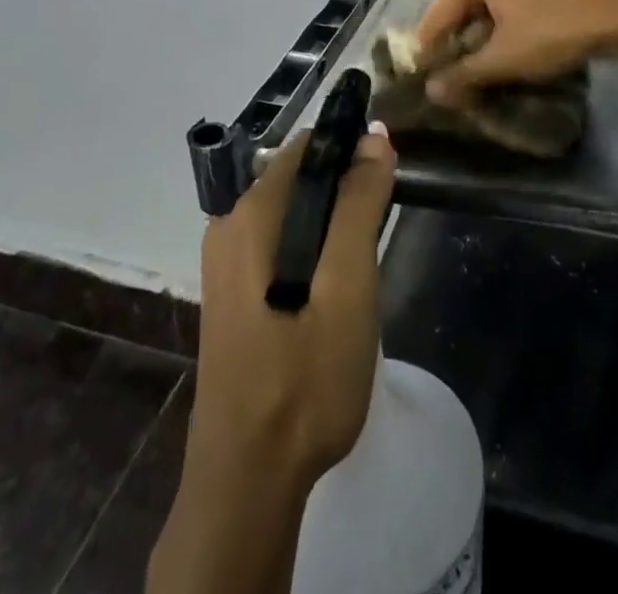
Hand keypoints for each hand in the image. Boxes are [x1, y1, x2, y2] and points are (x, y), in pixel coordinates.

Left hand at [186, 123, 397, 488]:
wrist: (247, 481)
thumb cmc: (304, 378)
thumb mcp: (347, 286)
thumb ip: (359, 206)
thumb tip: (374, 136)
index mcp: (251, 214)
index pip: (308, 147)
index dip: (352, 147)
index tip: (391, 169)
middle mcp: (230, 226)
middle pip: (299, 177)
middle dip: (345, 187)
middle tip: (385, 224)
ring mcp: (226, 263)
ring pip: (292, 213)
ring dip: (332, 219)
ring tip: (368, 255)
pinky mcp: (233, 294)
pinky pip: (279, 244)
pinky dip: (313, 246)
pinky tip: (336, 284)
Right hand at [414, 0, 617, 105]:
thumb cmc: (553, 29)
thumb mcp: (504, 57)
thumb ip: (464, 74)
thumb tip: (431, 92)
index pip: (438, 14)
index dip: (430, 51)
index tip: (423, 82)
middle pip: (461, 9)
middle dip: (458, 45)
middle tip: (452, 82)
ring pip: (487, 9)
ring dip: (482, 41)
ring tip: (478, 74)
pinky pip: (509, 5)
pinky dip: (504, 30)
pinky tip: (509, 55)